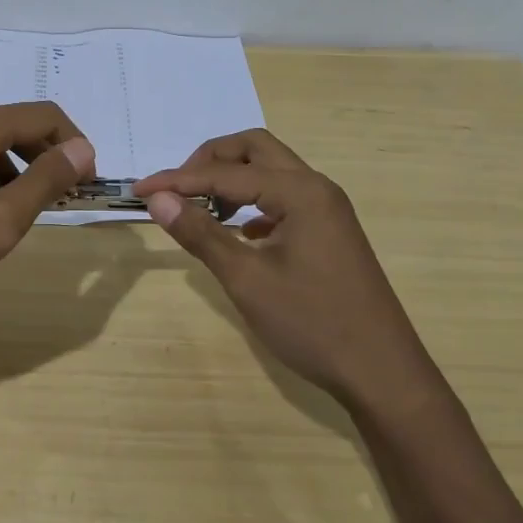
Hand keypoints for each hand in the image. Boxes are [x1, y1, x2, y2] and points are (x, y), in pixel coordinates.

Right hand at [133, 130, 411, 404]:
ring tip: (201, 210)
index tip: (140, 191)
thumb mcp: (247, 279)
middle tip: (177, 191)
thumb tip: (158, 199)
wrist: (382, 373)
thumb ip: (200, 233)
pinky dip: (253, 202)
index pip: (226, 172)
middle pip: (254, 149)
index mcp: (299, 191)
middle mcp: (316, 187)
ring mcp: (327, 208)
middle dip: (210, 161)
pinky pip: (283, 197)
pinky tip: (238, 233)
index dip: (179, 180)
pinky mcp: (329, 230)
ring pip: (271, 171)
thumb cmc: (312, 324)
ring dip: (232, 180)